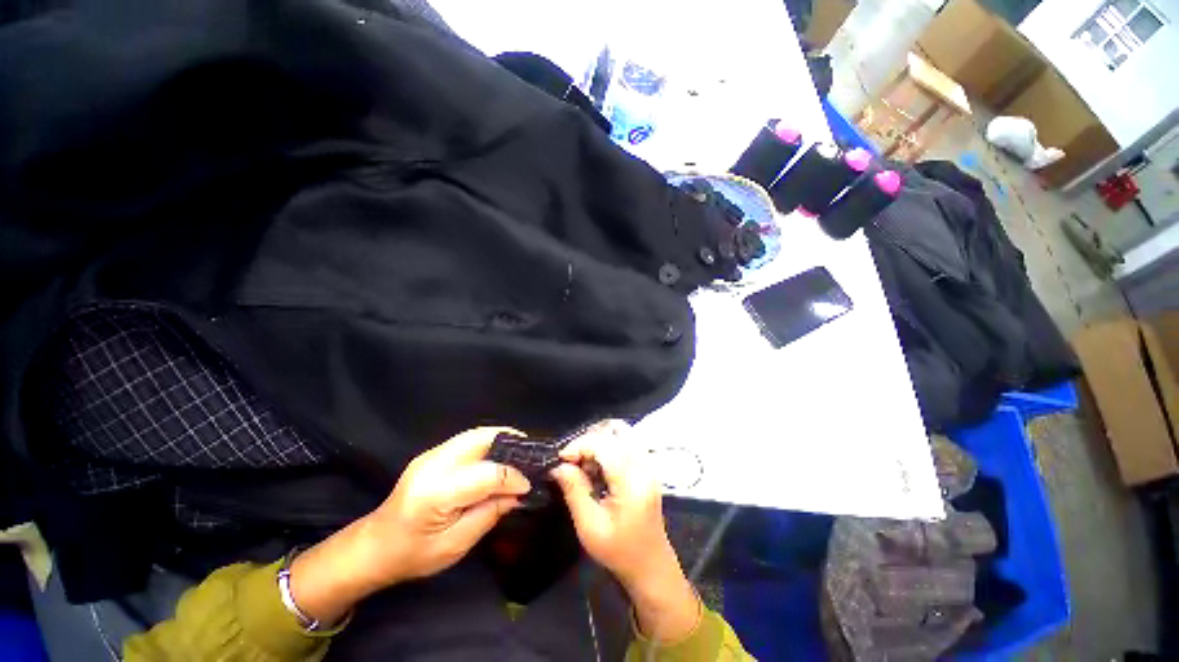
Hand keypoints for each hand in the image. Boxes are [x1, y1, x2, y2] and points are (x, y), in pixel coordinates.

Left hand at [290, 427, 530, 623]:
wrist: (375, 546)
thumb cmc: (413, 554)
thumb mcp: (456, 544)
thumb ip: (490, 513)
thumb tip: (519, 493)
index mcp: (437, 492)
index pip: (488, 473)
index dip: (513, 477)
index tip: (529, 486)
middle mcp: (434, 464)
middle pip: (481, 439)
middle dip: (510, 440)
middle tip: (531, 451)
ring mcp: (430, 455)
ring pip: (475, 434)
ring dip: (501, 438)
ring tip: (520, 450)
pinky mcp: (432, 455)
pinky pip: (467, 440)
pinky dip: (488, 443)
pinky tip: (499, 455)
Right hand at [551, 421, 699, 642]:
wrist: (651, 567)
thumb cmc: (619, 552)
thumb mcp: (589, 526)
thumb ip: (574, 490)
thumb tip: (559, 466)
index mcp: (631, 481)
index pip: (605, 444)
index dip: (580, 445)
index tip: (561, 460)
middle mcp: (643, 466)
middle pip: (615, 432)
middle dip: (588, 441)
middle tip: (572, 461)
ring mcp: (648, 465)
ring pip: (621, 434)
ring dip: (598, 443)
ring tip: (583, 465)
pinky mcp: (646, 468)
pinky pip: (626, 444)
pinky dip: (607, 448)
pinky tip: (596, 468)